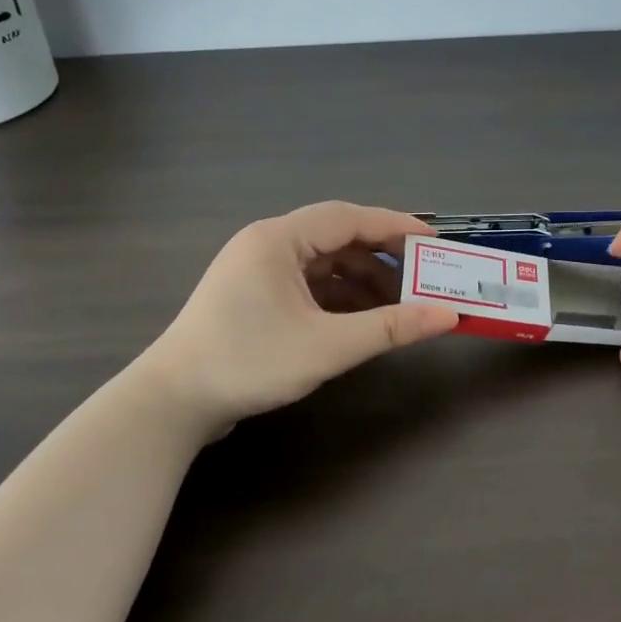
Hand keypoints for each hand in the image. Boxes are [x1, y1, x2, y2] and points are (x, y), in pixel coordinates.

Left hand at [141, 202, 458, 431]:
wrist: (172, 403)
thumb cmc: (249, 362)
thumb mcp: (327, 346)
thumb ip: (390, 328)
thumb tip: (448, 315)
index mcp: (278, 239)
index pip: (349, 218)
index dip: (395, 227)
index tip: (434, 242)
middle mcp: (267, 245)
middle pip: (337, 238)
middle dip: (382, 258)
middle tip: (422, 276)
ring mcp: (258, 271)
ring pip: (323, 264)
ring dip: (362, 281)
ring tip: (398, 306)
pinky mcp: (254, 297)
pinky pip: (308, 285)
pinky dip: (339, 298)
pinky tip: (362, 320)